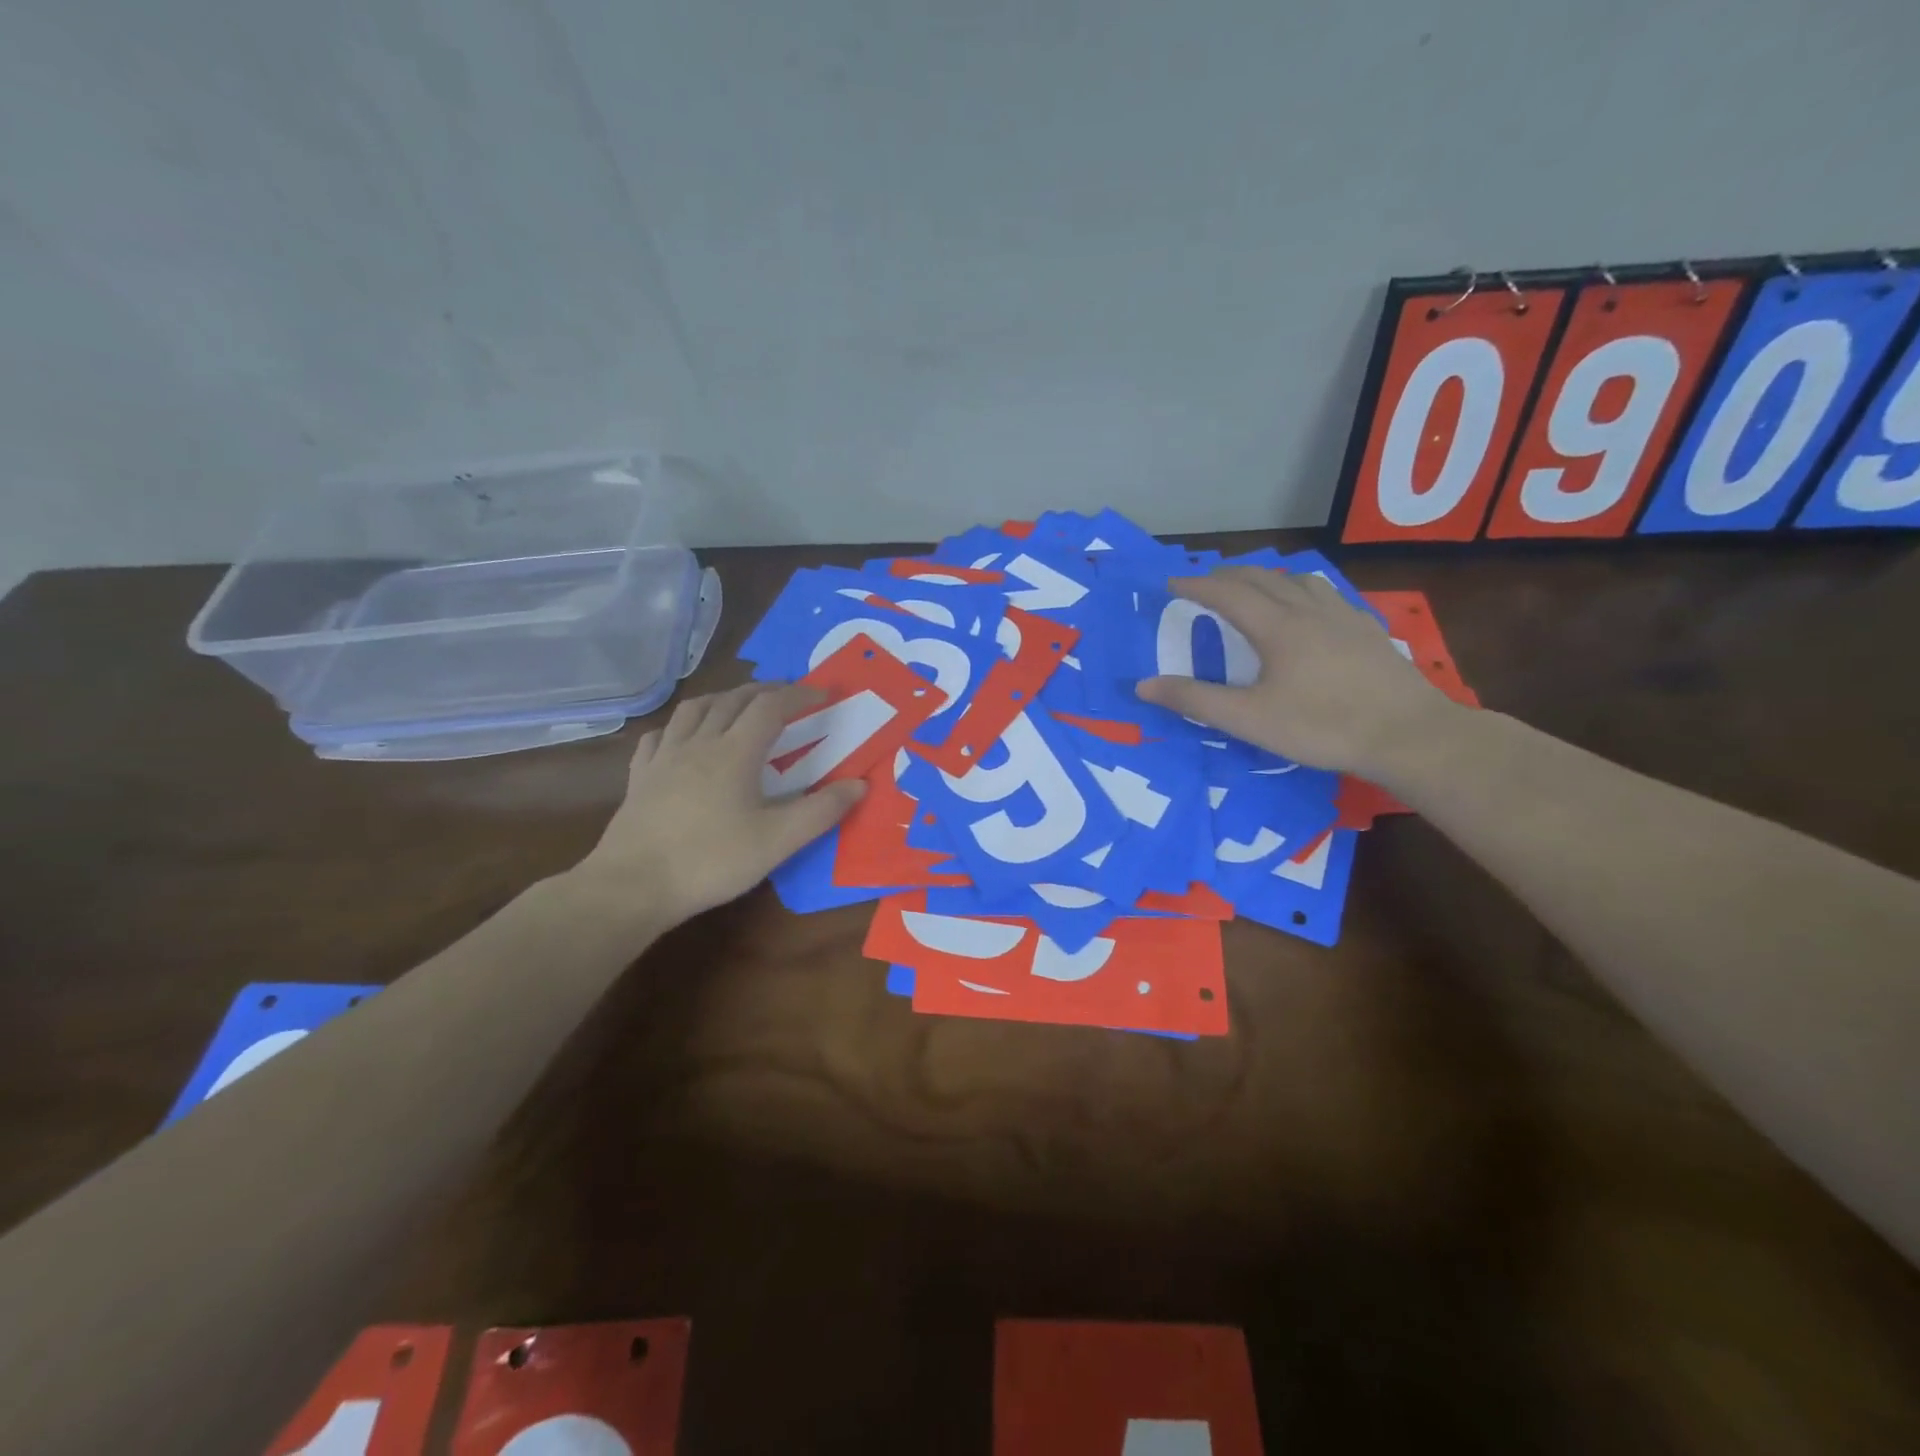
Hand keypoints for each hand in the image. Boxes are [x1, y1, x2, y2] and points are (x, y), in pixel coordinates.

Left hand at [574, 683, 865, 923]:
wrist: (633, 886)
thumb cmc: (711, 861)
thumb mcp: (778, 841)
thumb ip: (821, 811)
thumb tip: (860, 784)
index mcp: (735, 752)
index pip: (771, 707)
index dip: (799, 695)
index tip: (823, 694)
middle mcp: (699, 743)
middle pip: (733, 700)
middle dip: (765, 691)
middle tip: (787, 696)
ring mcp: (664, 757)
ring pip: (694, 709)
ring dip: (723, 698)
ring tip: (738, 706)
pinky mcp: (640, 777)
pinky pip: (660, 735)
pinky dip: (680, 726)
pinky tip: (682, 738)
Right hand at [1135, 568, 1455, 775]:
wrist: (1407, 734)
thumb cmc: (1322, 726)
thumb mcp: (1249, 719)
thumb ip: (1195, 700)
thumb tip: (1143, 685)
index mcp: (1277, 627)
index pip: (1227, 593)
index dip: (1196, 585)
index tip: (1172, 582)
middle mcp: (1309, 610)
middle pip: (1262, 577)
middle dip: (1228, 575)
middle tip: (1204, 582)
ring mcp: (1343, 616)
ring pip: (1298, 580)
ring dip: (1266, 576)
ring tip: (1253, 587)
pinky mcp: (1367, 630)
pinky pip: (1325, 593)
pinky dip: (1300, 589)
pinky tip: (1308, 609)